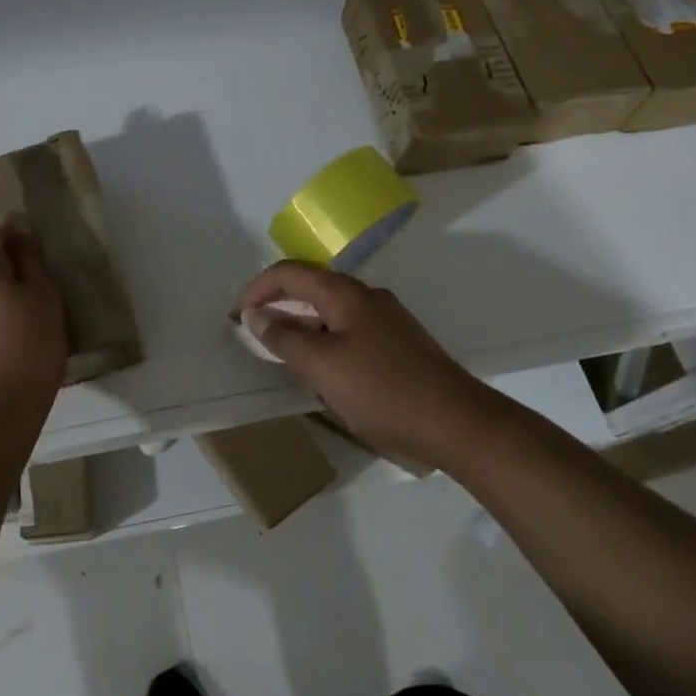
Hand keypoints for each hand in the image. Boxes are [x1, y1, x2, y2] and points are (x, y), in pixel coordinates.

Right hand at [234, 261, 478, 467]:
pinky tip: (323, 368)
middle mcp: (367, 296)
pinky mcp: (399, 342)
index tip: (236, 316)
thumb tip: (255, 314)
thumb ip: (284, 338)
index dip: (257, 288)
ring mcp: (387, 319)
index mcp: (345, 294)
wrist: (458, 423)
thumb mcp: (322, 367)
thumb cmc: (383, 391)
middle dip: (277, 303)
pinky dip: (323, 338)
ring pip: (330, 309)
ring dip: (300, 323)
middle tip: (253, 331)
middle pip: (311, 286)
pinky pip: (348, 328)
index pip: (289, 273)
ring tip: (281, 351)